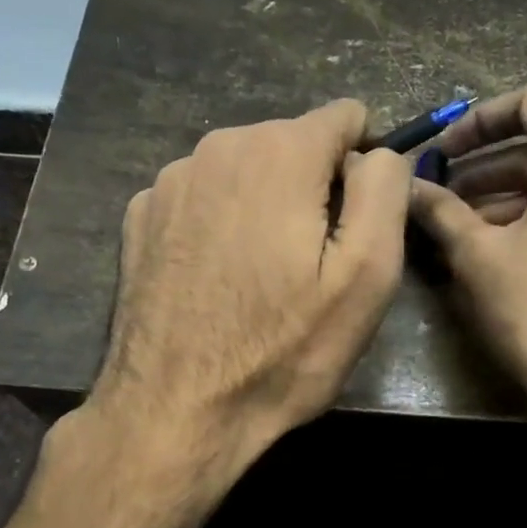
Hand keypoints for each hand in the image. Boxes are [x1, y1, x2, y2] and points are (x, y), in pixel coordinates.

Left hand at [89, 99, 412, 494]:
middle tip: (314, 260)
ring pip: (247, 168)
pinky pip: (204, 195)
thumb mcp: (368, 274)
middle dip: (315, 185)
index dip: (366, 160)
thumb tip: (380, 153)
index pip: (345, 116)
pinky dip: (222, 220)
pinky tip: (218, 277)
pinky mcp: (140, 215)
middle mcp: (218, 147)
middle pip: (293, 142)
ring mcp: (170, 180)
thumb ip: (385, 189)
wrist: (175, 411)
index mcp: (279, 153)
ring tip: (265, 274)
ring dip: (267, 203)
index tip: (361, 217)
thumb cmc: (283, 348)